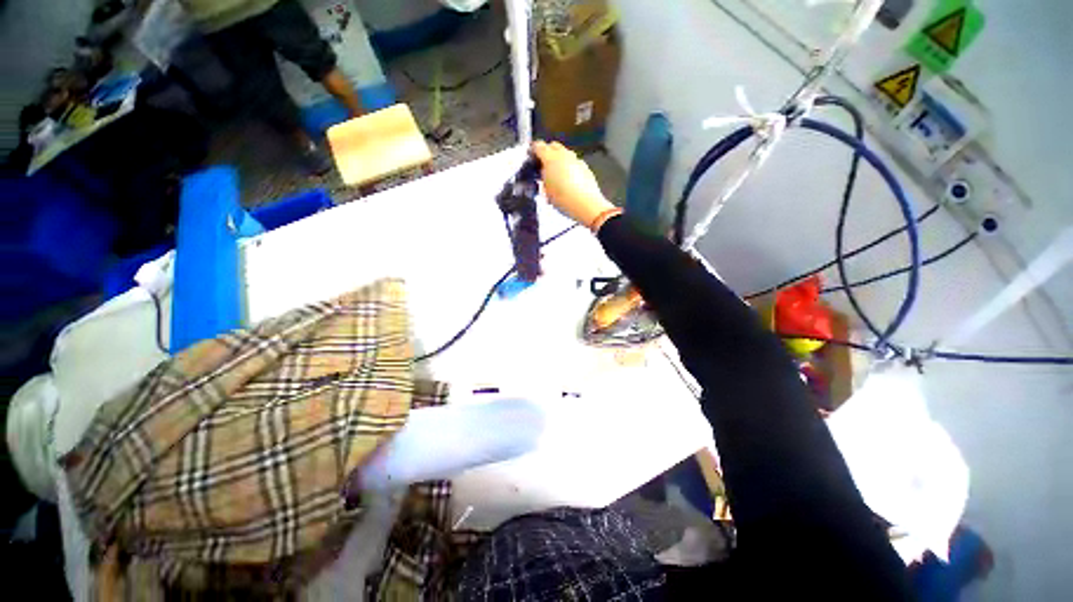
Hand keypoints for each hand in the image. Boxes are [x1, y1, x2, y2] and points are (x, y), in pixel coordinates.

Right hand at [532, 141, 615, 228]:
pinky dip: (569, 167)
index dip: (533, 151)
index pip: (538, 146)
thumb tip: (544, 173)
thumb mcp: (546, 190)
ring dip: (559, 160)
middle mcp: (564, 155)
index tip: (531, 157)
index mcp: (551, 158)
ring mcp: (576, 159)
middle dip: (548, 152)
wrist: (586, 205)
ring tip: (556, 174)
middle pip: (553, 146)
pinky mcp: (585, 167)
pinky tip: (569, 180)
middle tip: (544, 165)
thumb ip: (543, 177)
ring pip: (565, 153)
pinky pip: (574, 162)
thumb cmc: (564, 199)